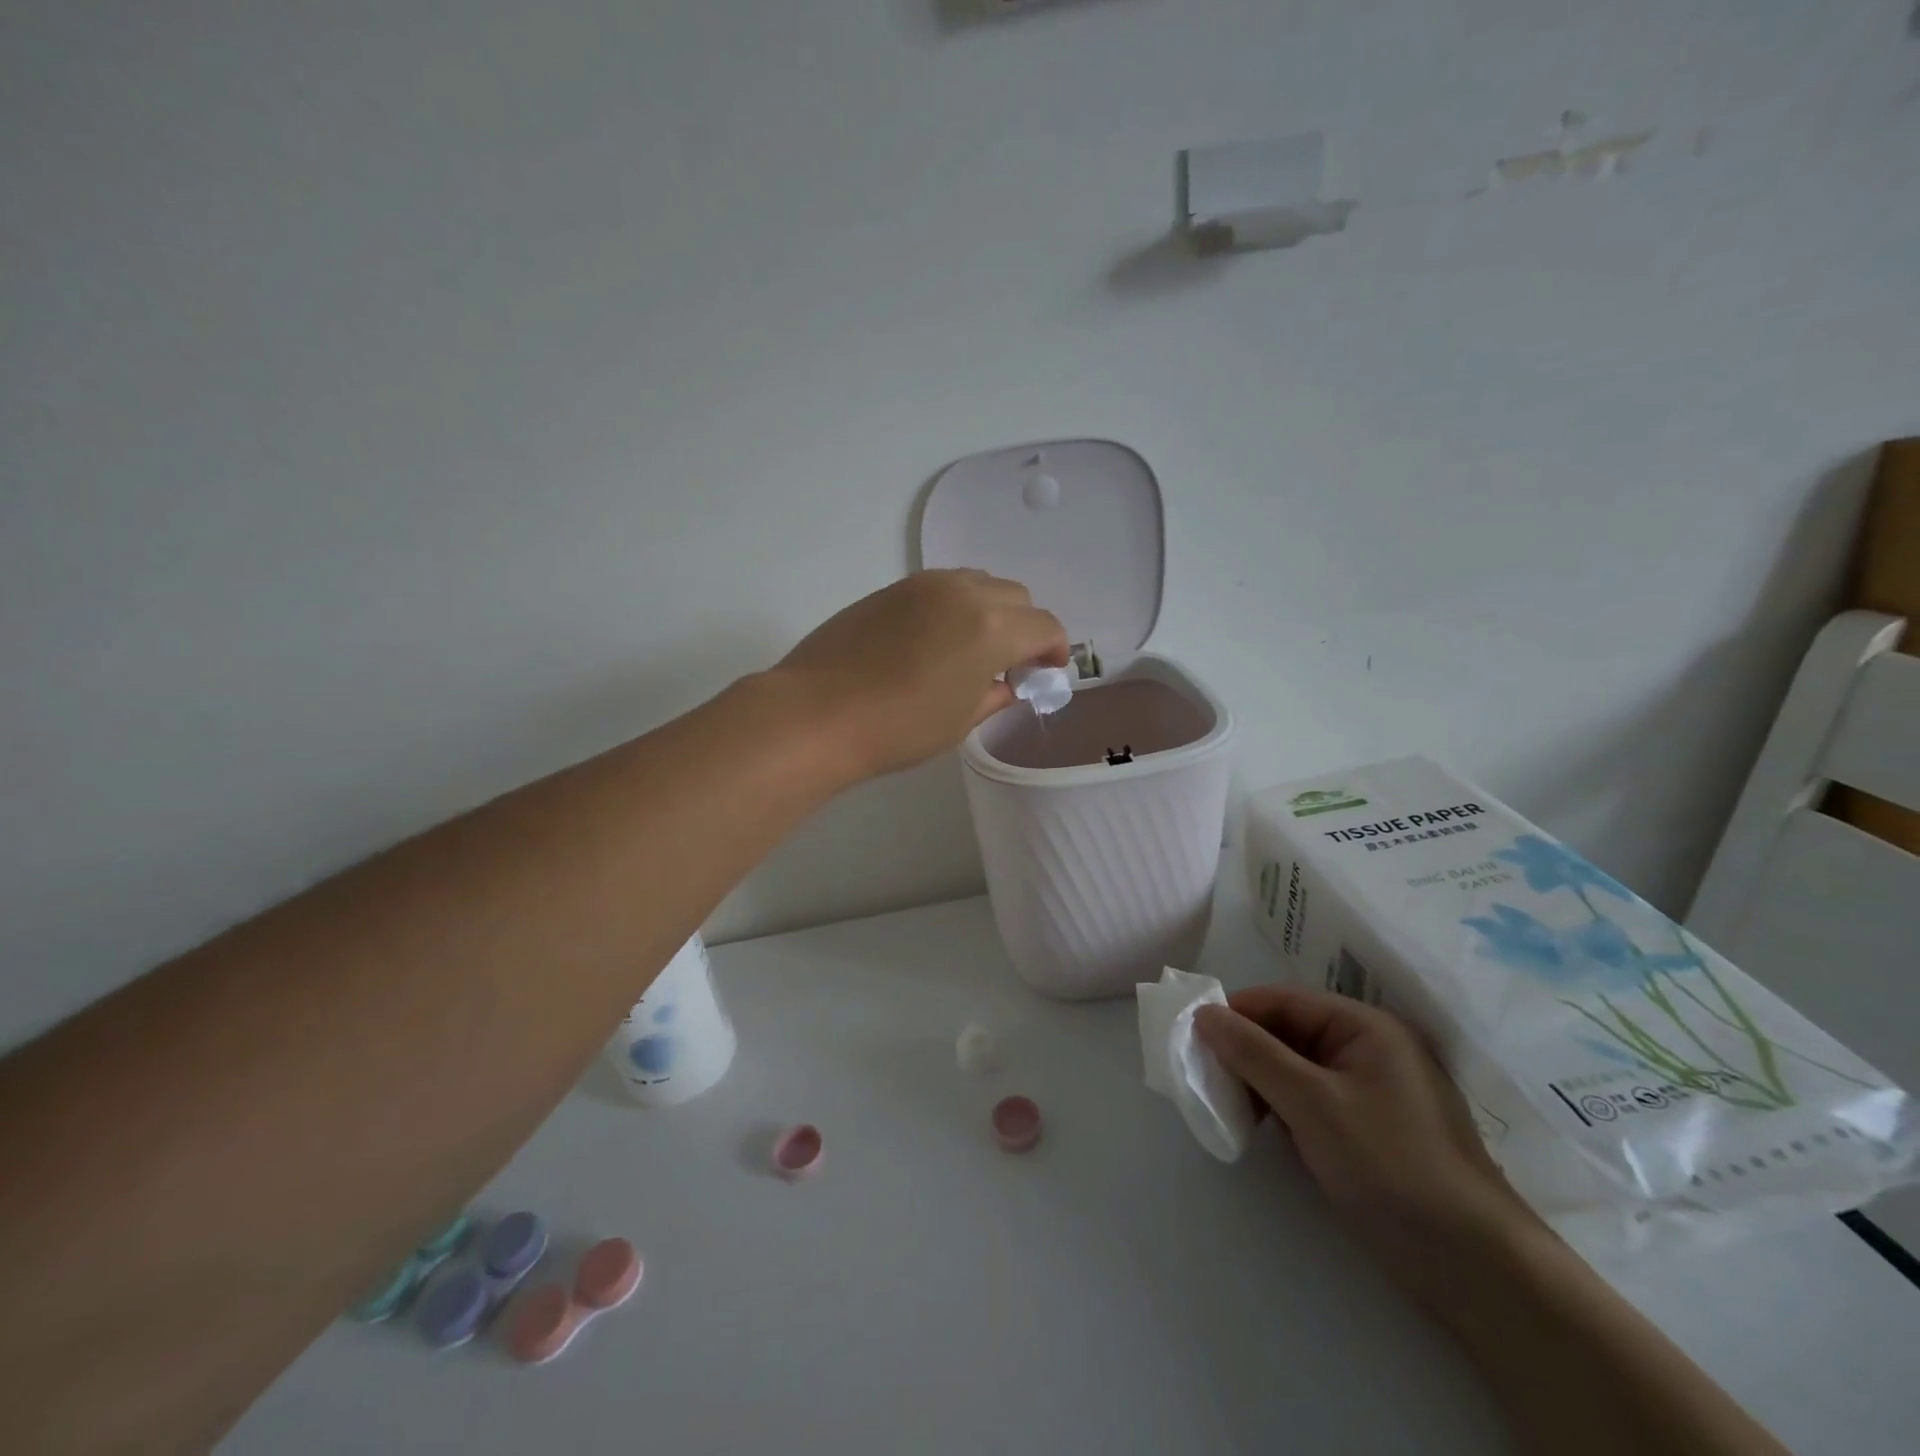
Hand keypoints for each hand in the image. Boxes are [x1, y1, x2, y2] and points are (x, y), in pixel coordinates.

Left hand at [772, 569, 1067, 780]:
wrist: (817, 713)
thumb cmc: (897, 728)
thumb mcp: (958, 721)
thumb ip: (994, 695)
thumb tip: (1007, 684)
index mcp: (992, 628)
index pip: (1044, 627)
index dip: (1054, 649)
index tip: (1046, 671)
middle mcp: (964, 594)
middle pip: (1016, 597)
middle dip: (1024, 627)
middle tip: (1010, 663)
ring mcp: (924, 585)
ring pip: (979, 583)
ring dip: (991, 610)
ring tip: (973, 647)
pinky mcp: (892, 588)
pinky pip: (943, 586)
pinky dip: (957, 605)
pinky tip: (936, 639)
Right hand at [1194, 986, 1538, 1307]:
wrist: (1475, 1268)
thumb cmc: (1391, 1166)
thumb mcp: (1312, 1103)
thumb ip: (1254, 1054)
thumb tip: (1204, 1014)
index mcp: (1364, 1025)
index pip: (1282, 1001)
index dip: (1235, 1014)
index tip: (1191, 1038)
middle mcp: (1369, 1047)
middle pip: (1288, 1032)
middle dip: (1245, 1053)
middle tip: (1206, 1080)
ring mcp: (1372, 1090)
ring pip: (1296, 1068)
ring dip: (1261, 1083)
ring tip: (1231, 1109)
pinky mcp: (1370, 1128)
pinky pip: (1312, 1100)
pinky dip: (1283, 1109)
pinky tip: (1266, 1131)